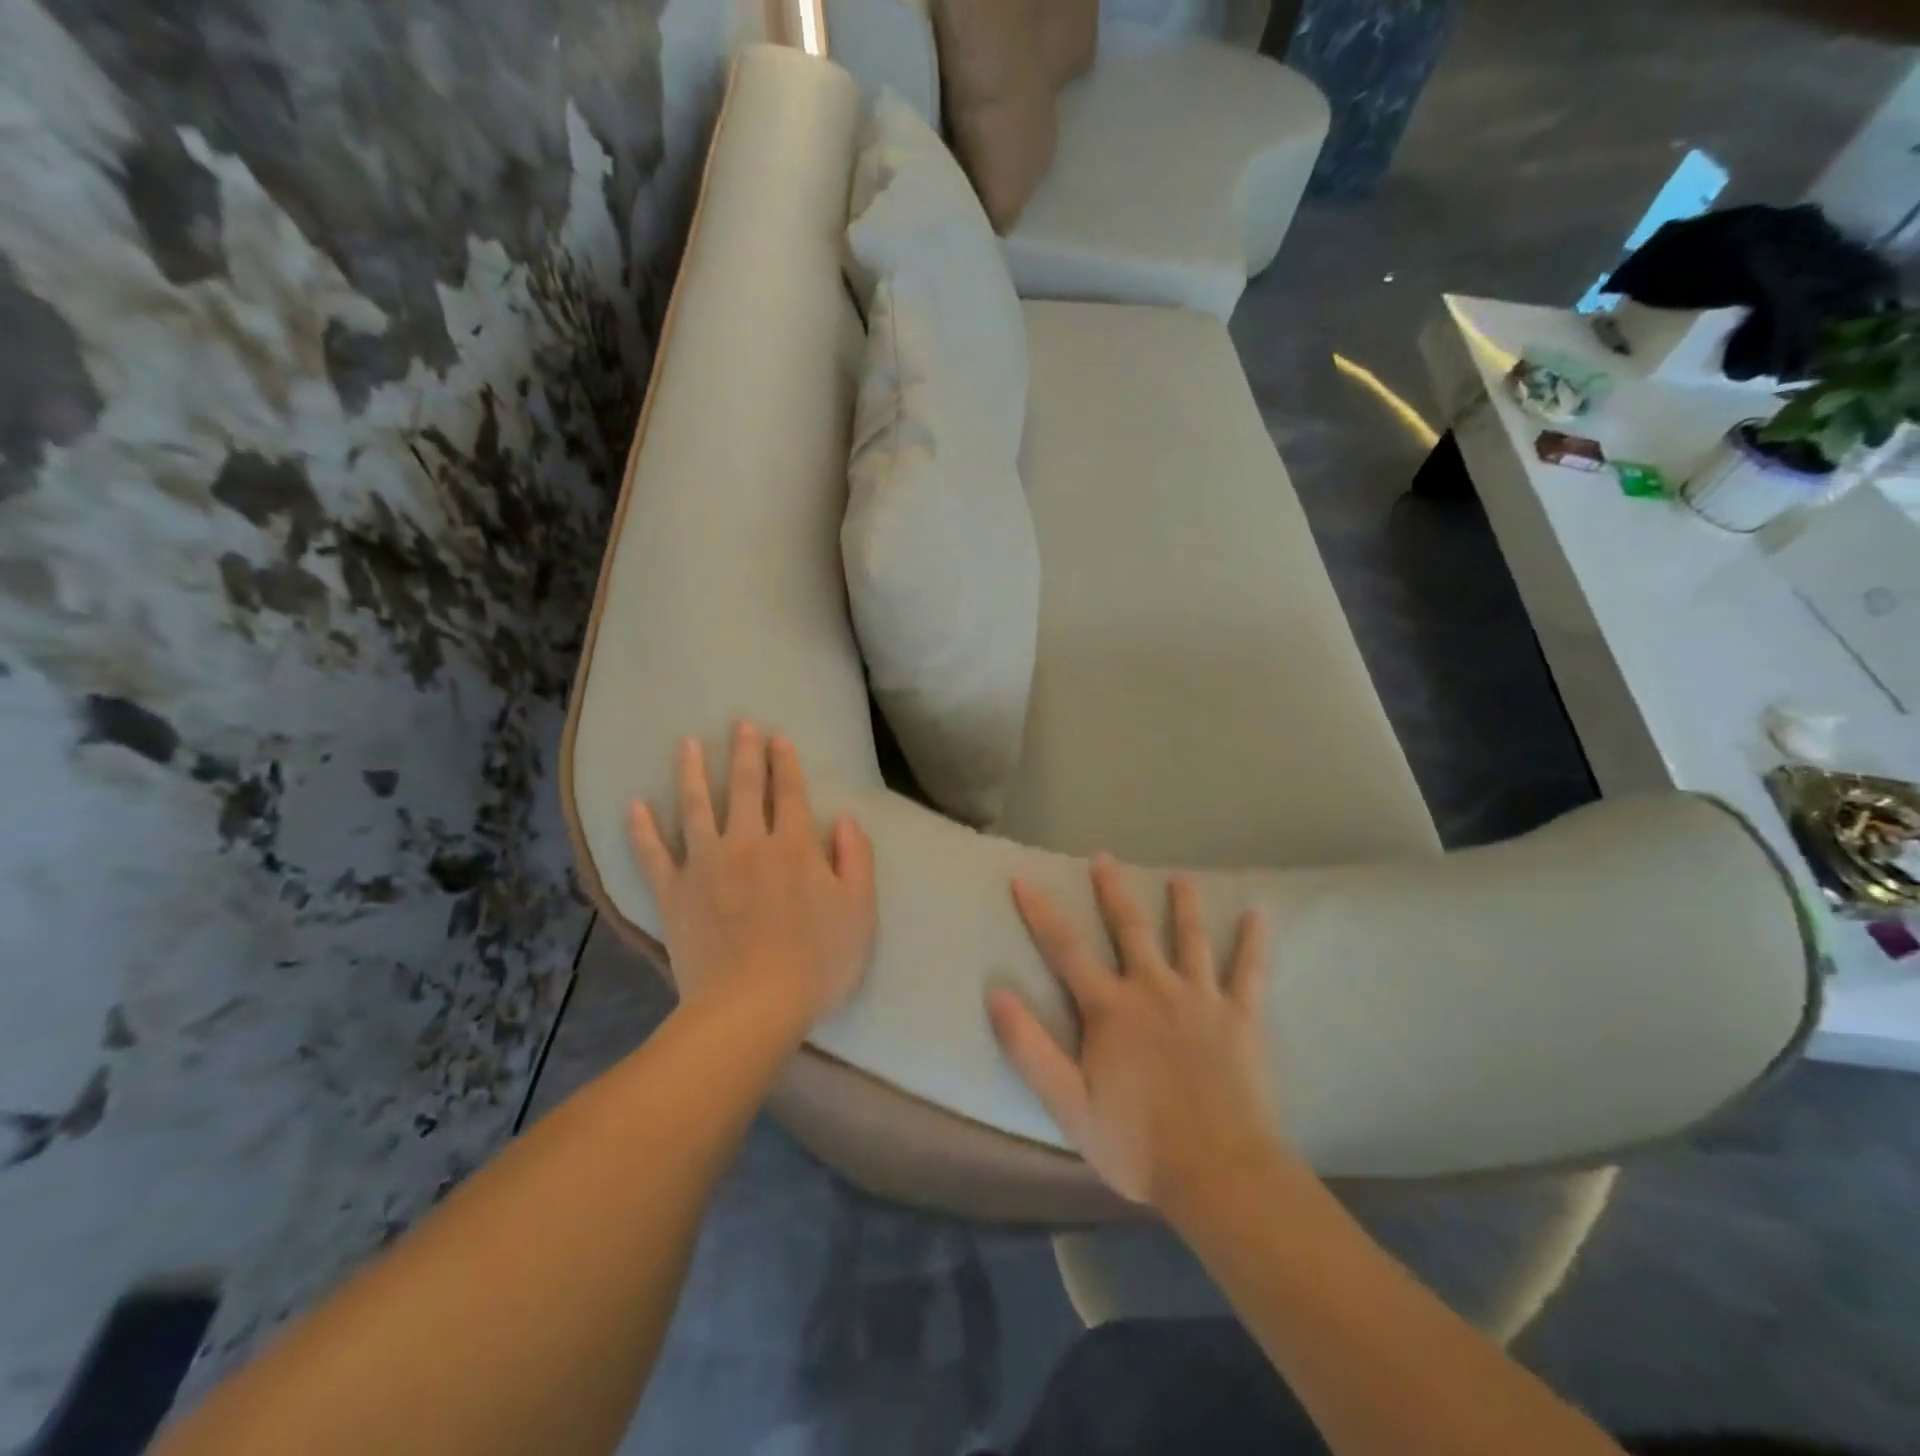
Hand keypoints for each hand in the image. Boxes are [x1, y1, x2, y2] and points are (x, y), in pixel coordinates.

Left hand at [629, 721, 876, 1027]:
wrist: (752, 1008)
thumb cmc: (816, 963)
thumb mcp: (859, 911)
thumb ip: (855, 860)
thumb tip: (844, 821)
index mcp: (793, 846)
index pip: (789, 792)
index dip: (785, 762)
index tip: (778, 737)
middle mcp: (747, 844)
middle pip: (744, 788)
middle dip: (744, 752)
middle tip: (740, 723)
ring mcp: (705, 866)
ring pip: (696, 807)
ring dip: (692, 772)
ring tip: (687, 743)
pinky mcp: (674, 894)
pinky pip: (652, 854)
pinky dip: (641, 830)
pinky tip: (634, 806)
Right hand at [987, 857, 1284, 1211]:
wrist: (1220, 1174)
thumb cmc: (1137, 1144)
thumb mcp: (1068, 1104)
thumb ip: (1029, 1048)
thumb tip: (997, 993)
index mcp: (1111, 1009)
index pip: (1066, 949)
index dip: (1041, 912)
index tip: (1023, 879)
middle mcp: (1154, 990)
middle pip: (1130, 929)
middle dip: (1113, 891)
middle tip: (1105, 858)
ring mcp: (1201, 1000)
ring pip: (1190, 939)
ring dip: (1183, 904)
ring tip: (1180, 877)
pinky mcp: (1242, 1018)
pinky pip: (1249, 971)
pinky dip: (1254, 941)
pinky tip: (1258, 914)